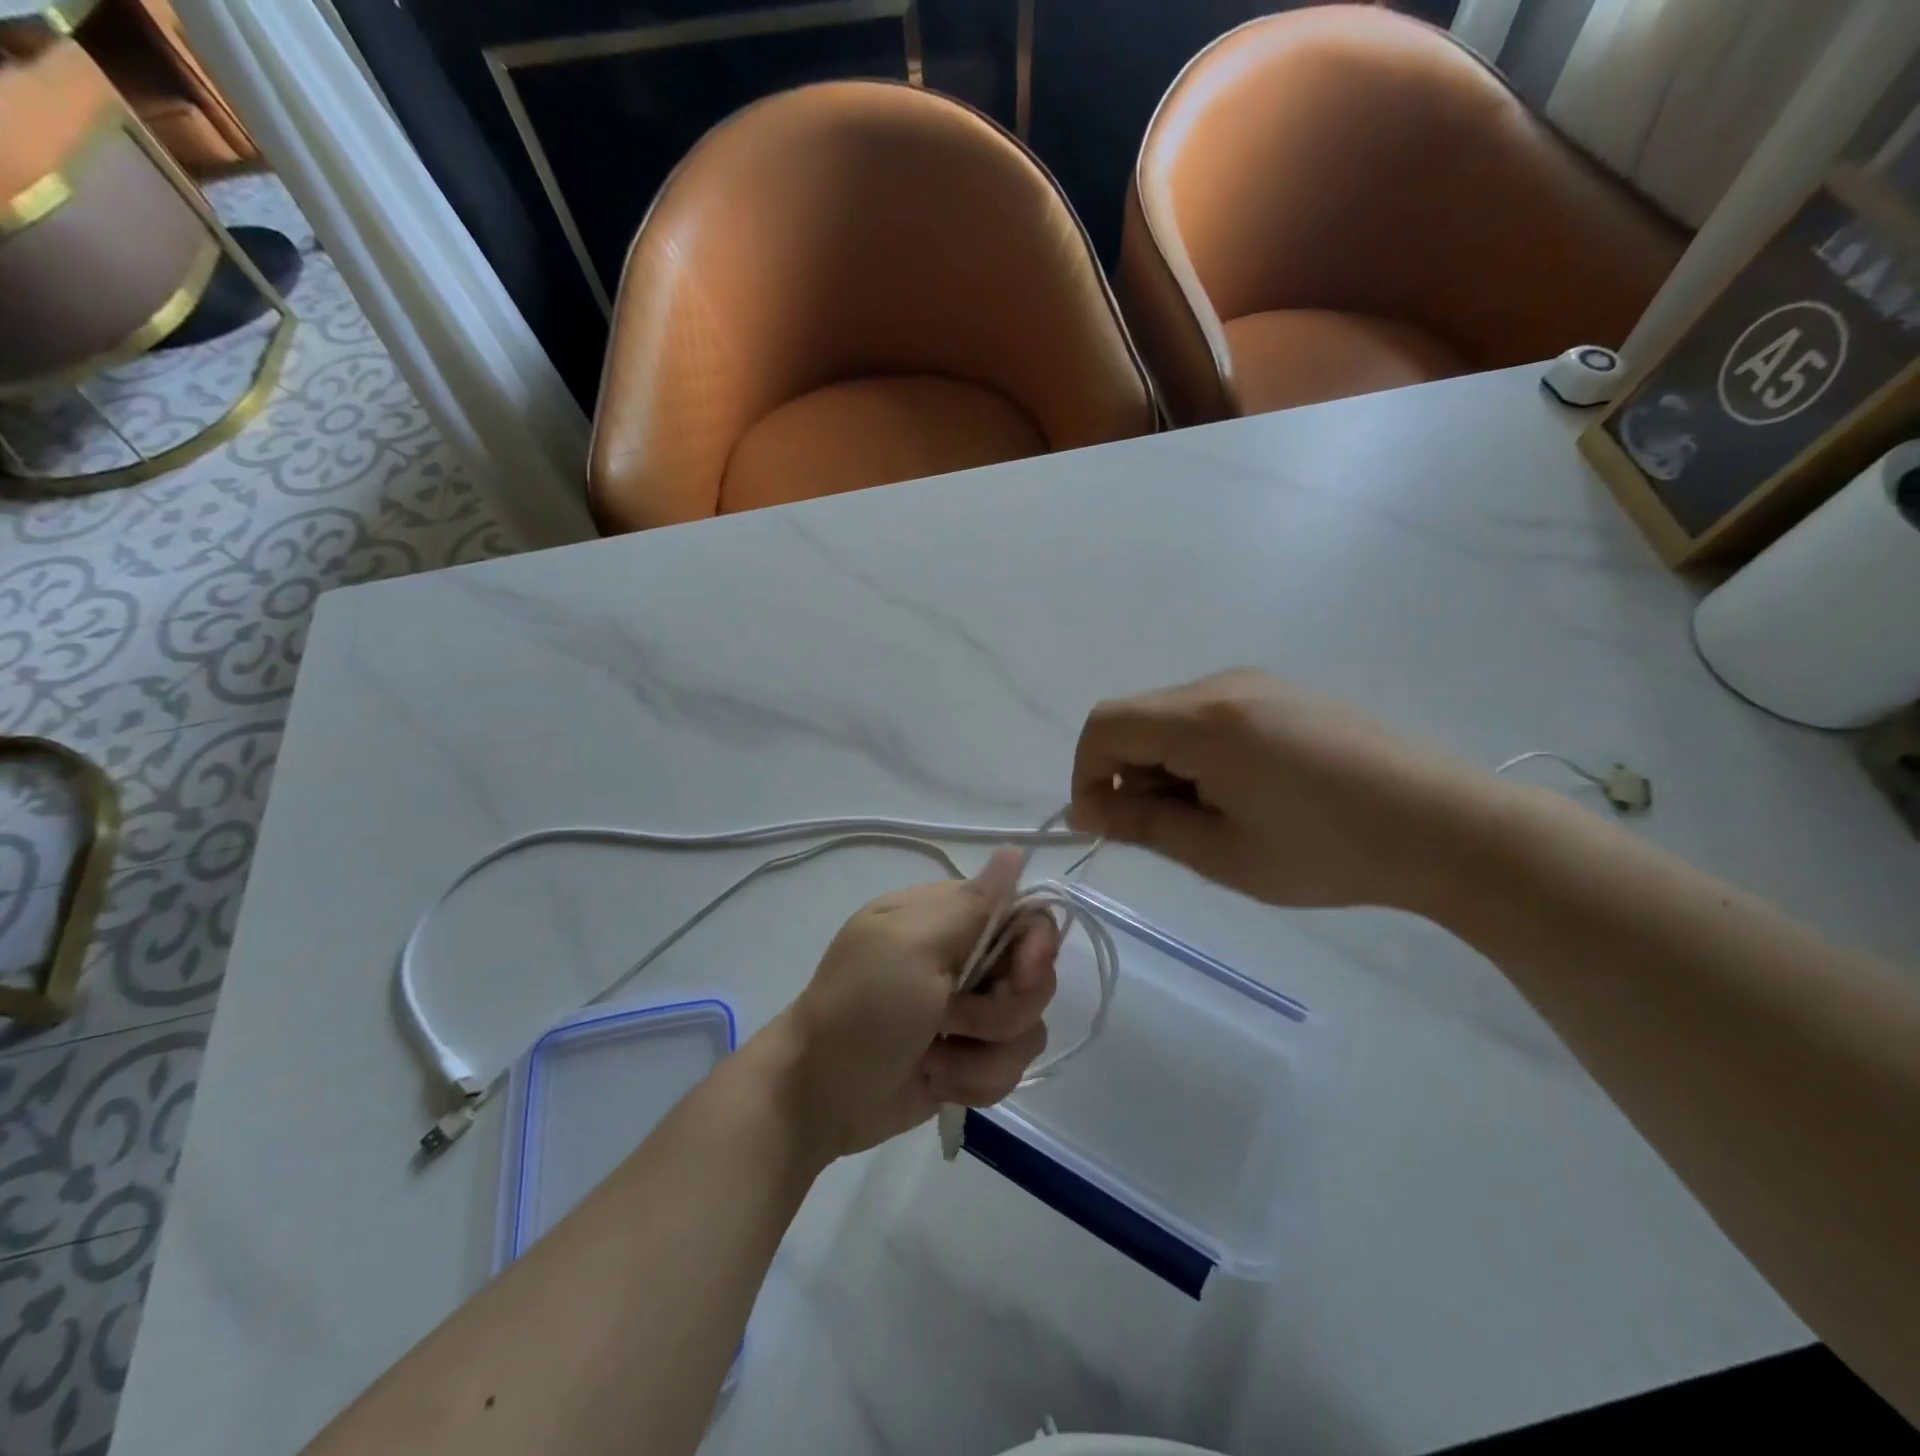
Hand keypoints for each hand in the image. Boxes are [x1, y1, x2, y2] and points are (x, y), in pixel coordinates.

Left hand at [773, 849, 1058, 1158]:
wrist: (819, 1095)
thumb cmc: (862, 1008)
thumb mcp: (913, 946)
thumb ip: (973, 904)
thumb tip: (1015, 848)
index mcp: (949, 917)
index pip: (1027, 913)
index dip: (1036, 946)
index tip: (1019, 975)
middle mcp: (966, 958)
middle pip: (1035, 976)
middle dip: (1001, 1011)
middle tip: (952, 1019)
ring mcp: (970, 1011)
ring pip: (1027, 1028)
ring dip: (982, 1053)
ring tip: (935, 1057)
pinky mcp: (970, 1056)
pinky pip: (1009, 1066)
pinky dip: (974, 1079)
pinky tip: (936, 1080)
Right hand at [1070, 669, 1489, 910]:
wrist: (1448, 827)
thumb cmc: (1327, 850)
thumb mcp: (1221, 852)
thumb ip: (1143, 824)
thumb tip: (1086, 807)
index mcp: (1202, 720)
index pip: (1104, 725)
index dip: (1087, 773)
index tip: (1105, 824)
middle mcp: (1224, 685)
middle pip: (1138, 719)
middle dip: (1131, 774)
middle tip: (1172, 832)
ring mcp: (1260, 684)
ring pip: (1175, 718)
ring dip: (1168, 766)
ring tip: (1217, 818)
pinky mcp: (1287, 694)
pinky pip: (1214, 716)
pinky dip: (1202, 754)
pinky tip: (1250, 795)